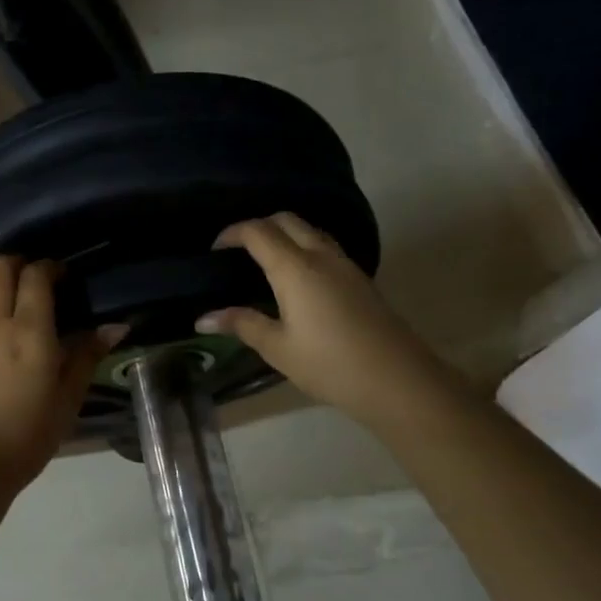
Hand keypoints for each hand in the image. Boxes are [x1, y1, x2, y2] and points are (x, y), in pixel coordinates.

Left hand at [0, 256, 111, 492]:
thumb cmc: (28, 434)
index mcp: (29, 329)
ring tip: (8, 297)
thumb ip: (87, 356)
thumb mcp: (68, 398)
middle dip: (18, 263)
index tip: (63, 277)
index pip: (35, 276)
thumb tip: (116, 326)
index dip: (50, 268)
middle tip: (35, 280)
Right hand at [198, 213, 425, 419]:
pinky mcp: (360, 279)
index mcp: (295, 268)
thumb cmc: (329, 364)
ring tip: (265, 260)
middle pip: (286, 220)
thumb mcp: (278, 348)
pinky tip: (296, 278)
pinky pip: (325, 247)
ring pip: (310, 230)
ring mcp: (345, 265)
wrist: (397, 379)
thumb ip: (241, 324)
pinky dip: (303, 247)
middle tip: (238, 249)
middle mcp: (321, 255)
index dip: (232, 233)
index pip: (258, 231)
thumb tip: (202, 318)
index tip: (215, 248)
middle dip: (259, 226)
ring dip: (284, 234)